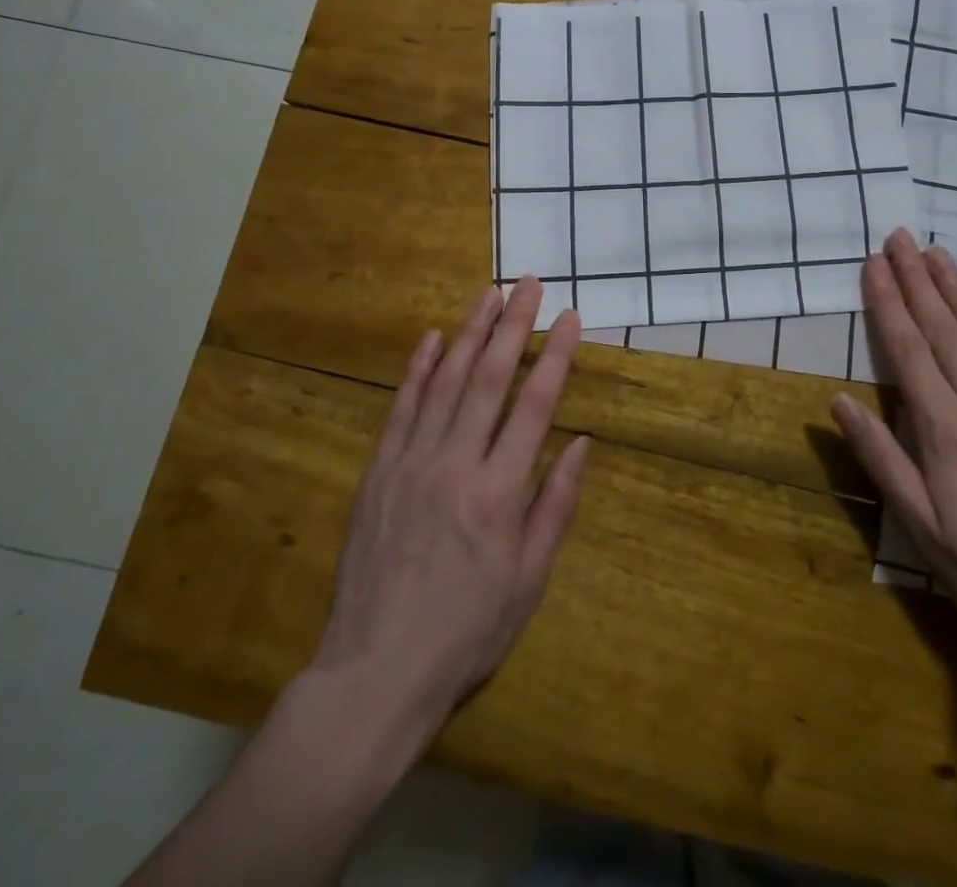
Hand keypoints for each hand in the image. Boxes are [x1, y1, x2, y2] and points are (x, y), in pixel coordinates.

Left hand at [313, 278, 589, 726]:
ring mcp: (410, 463)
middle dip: (513, 325)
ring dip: (469, 332)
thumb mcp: (529, 580)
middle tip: (528, 284)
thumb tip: (581, 444)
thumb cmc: (466, 630)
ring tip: (488, 294)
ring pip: (445, 382)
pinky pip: (400, 409)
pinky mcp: (377, 472)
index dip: (556, 356)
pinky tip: (432, 339)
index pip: (535, 405)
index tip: (570, 317)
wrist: (375, 672)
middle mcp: (455, 464)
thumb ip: (555, 506)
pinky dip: (418, 370)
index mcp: (499, 492)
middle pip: (490, 378)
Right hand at [831, 230, 956, 657]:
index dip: (888, 304)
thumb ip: (882, 459)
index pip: (908, 353)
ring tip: (938, 254)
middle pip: (944, 334)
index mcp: (946, 432)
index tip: (873, 264)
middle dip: (917, 282)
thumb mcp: (921, 528)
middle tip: (899, 238)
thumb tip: (840, 401)